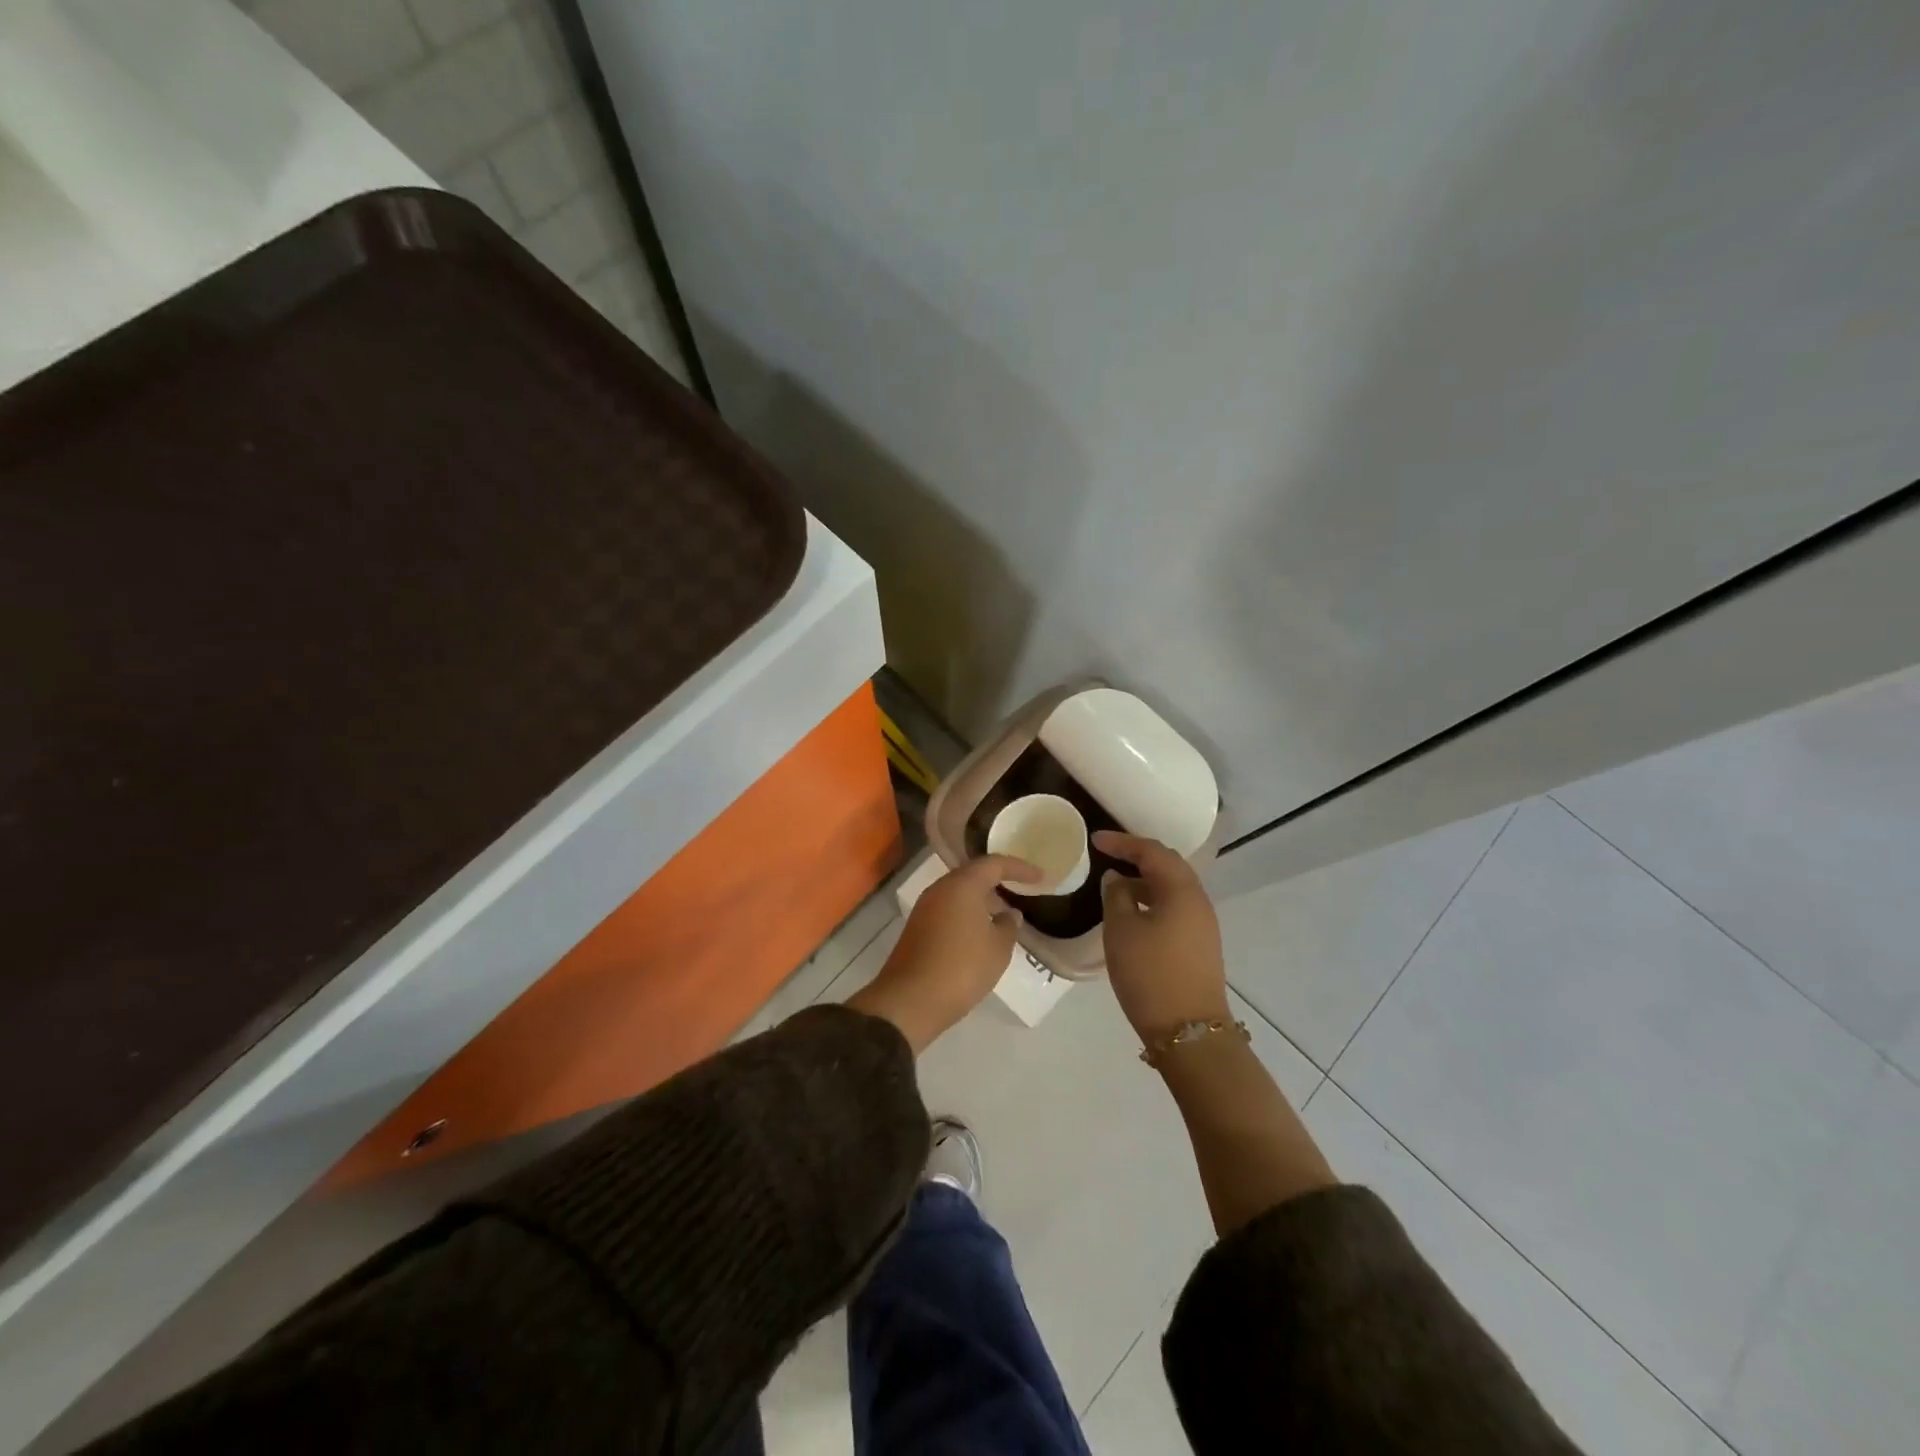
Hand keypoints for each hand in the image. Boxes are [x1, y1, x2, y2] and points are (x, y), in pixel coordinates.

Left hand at [846, 854, 1040, 1052]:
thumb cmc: (961, 968)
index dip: (1020, 868)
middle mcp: (940, 889)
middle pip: (973, 874)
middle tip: (1022, 888)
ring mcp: (925, 908)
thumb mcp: (998, 949)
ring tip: (1004, 911)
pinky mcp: (918, 927)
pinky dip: (968, 912)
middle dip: (999, 879)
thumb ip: (1008, 926)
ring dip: (982, 898)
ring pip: (959, 892)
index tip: (1041, 877)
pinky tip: (981, 930)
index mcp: (962, 885)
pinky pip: (949, 909)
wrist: (910, 1001)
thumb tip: (1008, 914)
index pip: (994, 864)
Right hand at [1095, 831, 1229, 1043]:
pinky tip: (1133, 912)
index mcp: (1181, 890)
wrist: (1189, 1031)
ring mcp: (1202, 923)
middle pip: (1168, 865)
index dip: (1122, 842)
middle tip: (1109, 854)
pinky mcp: (1200, 943)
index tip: (1095, 840)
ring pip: (1172, 887)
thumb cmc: (1150, 974)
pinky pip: (1175, 907)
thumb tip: (1117, 879)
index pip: (1151, 851)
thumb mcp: (1121, 931)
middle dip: (1138, 856)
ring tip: (1116, 883)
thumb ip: (1116, 896)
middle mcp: (1198, 900)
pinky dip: (1152, 900)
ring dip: (1145, 880)